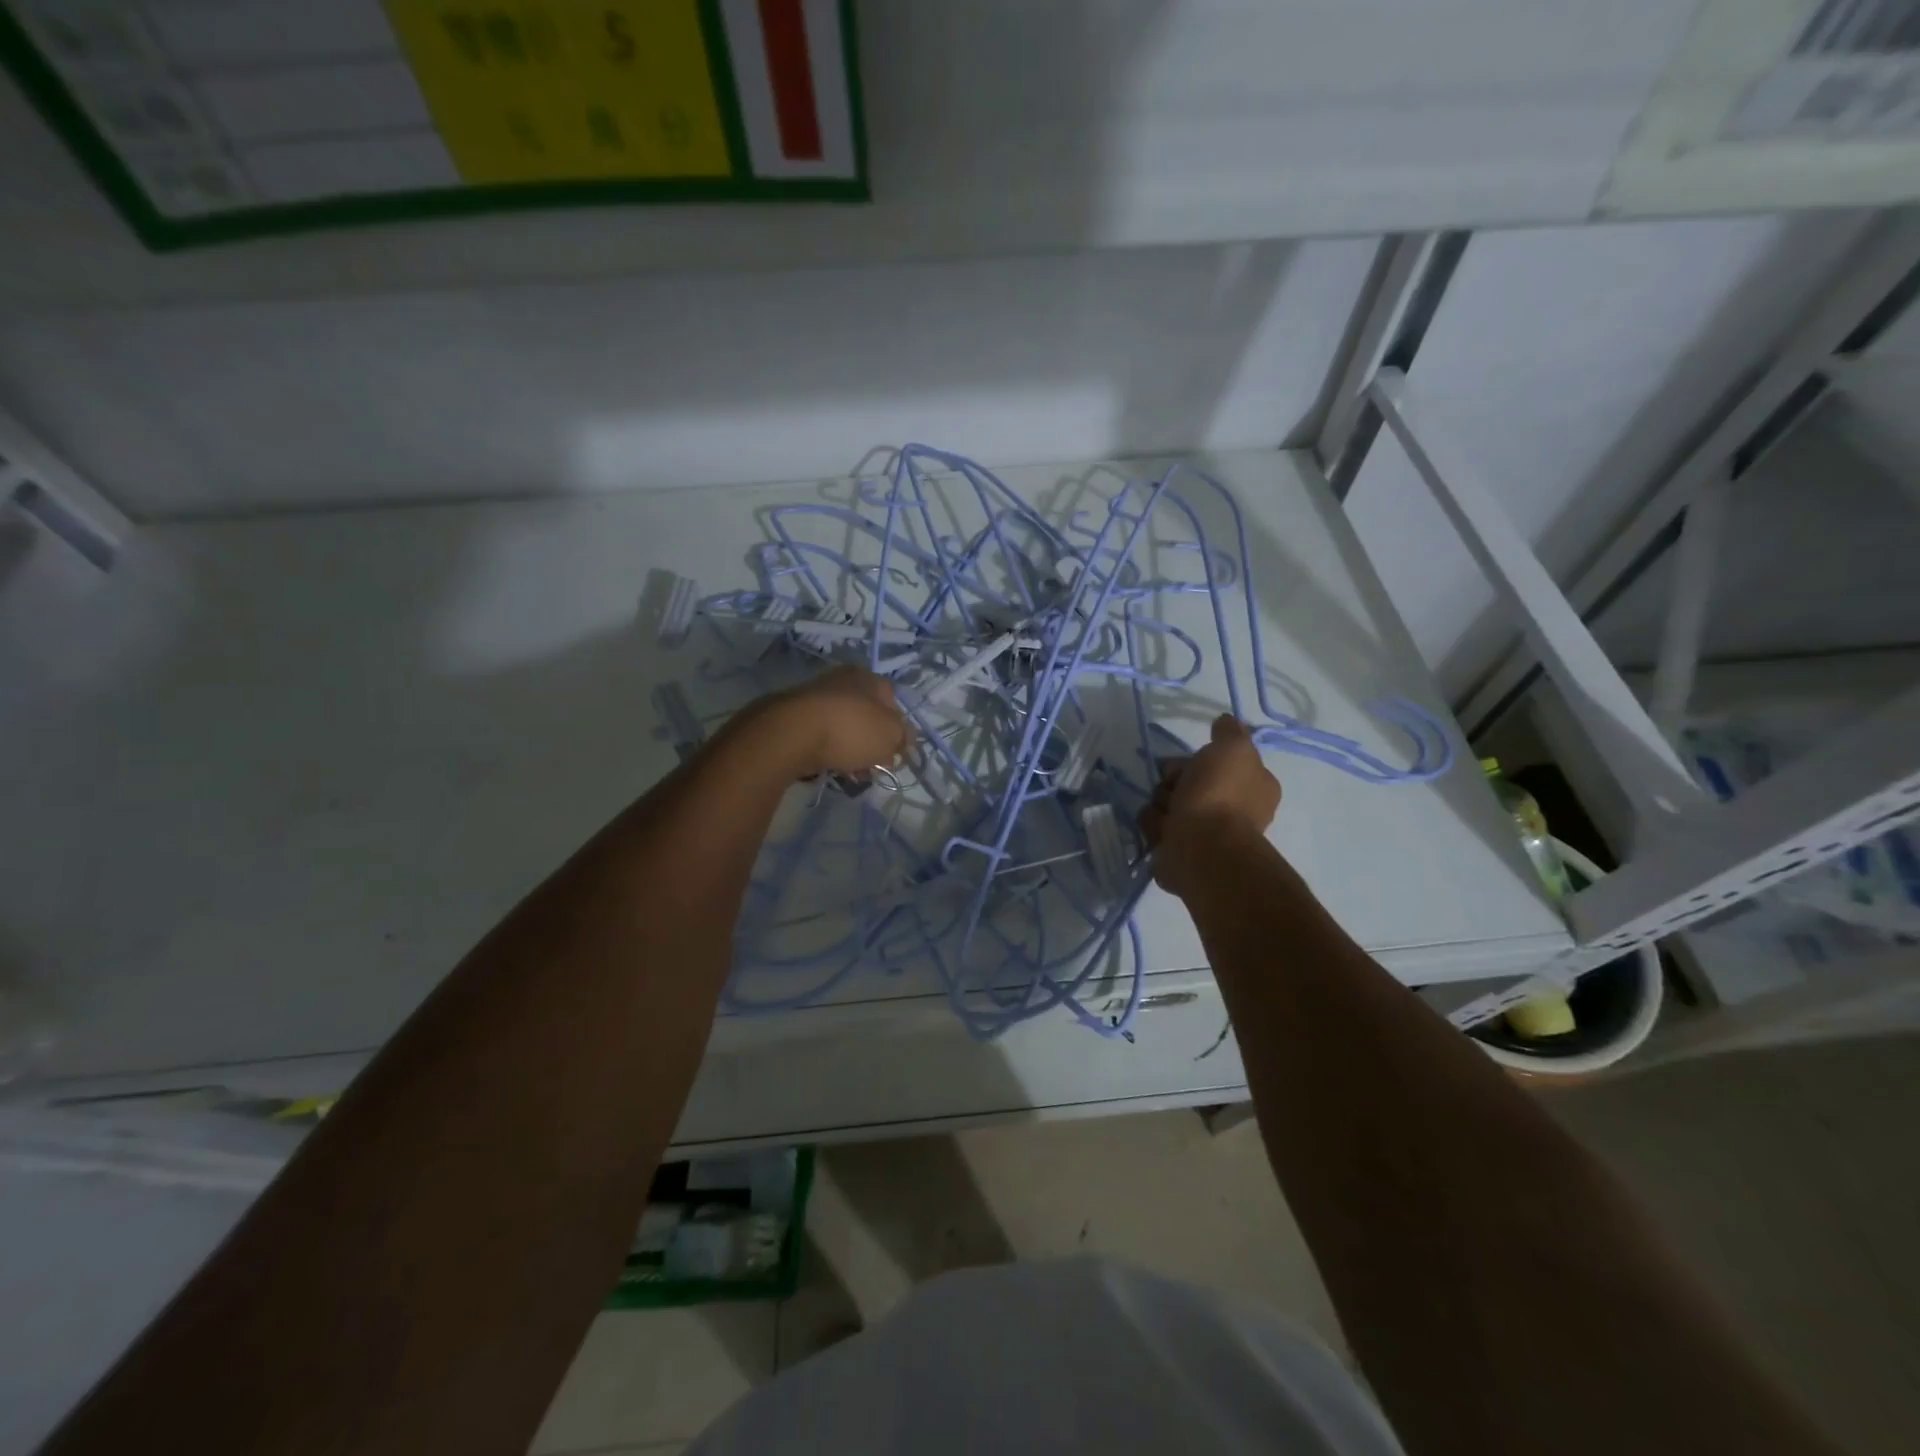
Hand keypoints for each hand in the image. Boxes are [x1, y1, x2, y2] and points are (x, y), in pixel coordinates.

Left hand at [748, 665, 911, 778]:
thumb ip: (903, 737)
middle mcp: (840, 681)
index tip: (895, 753)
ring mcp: (813, 697)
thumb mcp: (891, 735)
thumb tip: (903, 740)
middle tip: (874, 766)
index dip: (898, 728)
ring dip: (849, 750)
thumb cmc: (851, 729)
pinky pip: (819, 738)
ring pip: (842, 728)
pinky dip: (826, 752)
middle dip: (872, 743)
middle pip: (866, 716)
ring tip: (850, 773)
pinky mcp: (792, 718)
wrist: (791, 734)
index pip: (892, 701)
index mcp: (867, 677)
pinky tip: (827, 768)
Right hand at [1139, 715, 1280, 896]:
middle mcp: (1235, 812)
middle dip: (1175, 780)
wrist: (1203, 848)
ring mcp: (1209, 835)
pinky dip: (1155, 827)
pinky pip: (1159, 830)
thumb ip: (1230, 732)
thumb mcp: (1233, 748)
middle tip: (1171, 784)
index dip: (1202, 758)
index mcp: (1254, 787)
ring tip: (1164, 812)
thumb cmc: (1220, 795)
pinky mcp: (1183, 854)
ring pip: (1171, 805)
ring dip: (1161, 804)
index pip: (1222, 763)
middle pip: (1192, 783)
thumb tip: (1225, 722)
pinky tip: (1160, 829)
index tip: (1190, 759)